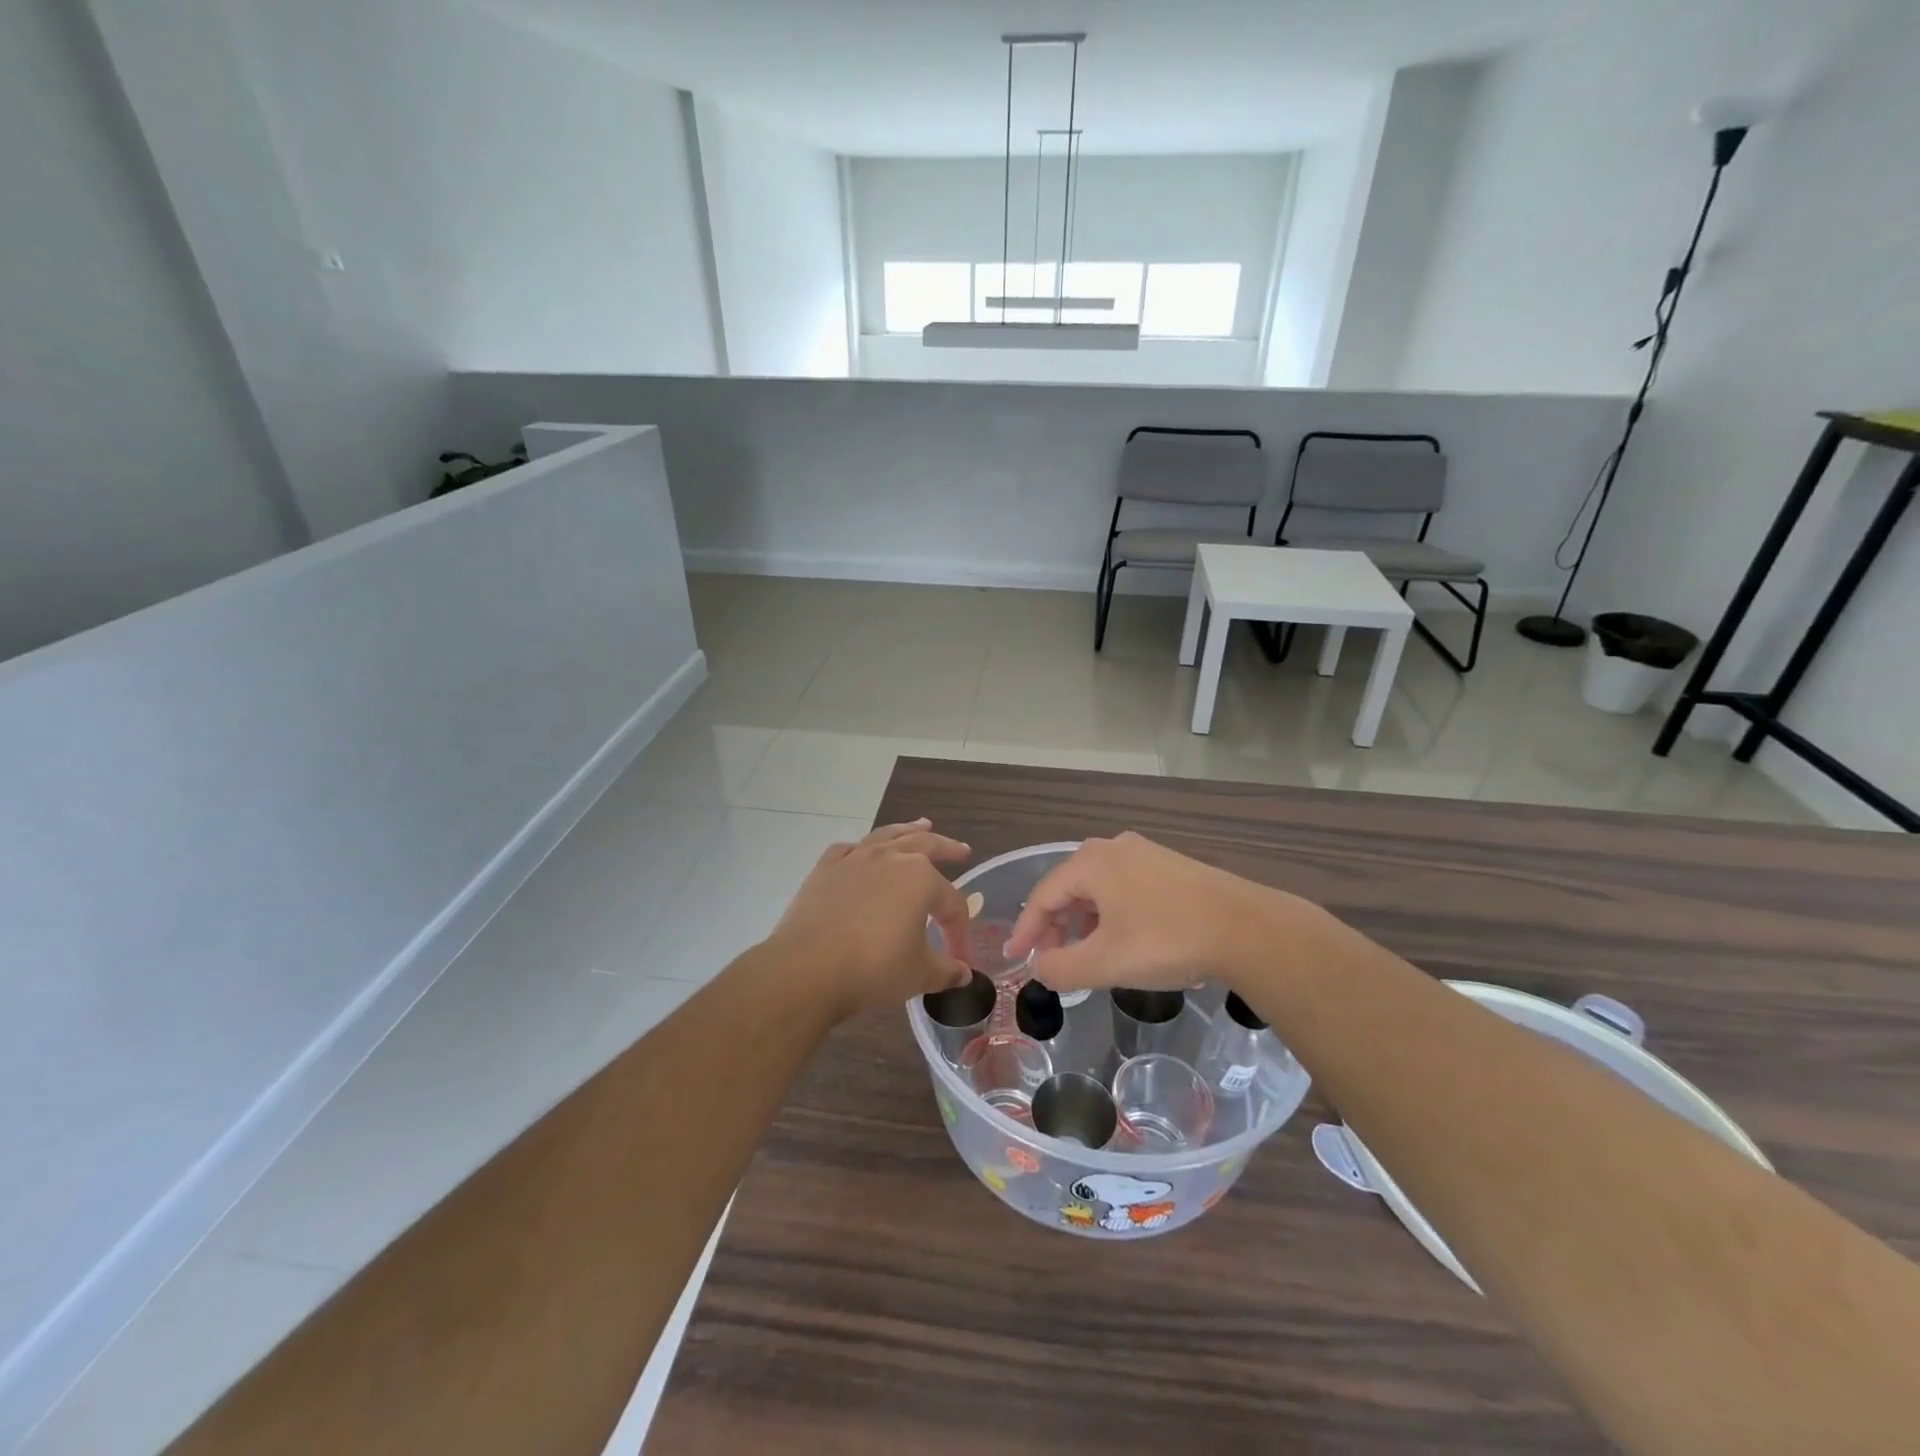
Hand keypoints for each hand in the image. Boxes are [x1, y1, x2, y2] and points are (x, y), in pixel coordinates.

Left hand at [765, 820, 973, 1017]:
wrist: (807, 969)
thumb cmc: (872, 969)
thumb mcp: (918, 975)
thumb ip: (946, 971)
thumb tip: (963, 973)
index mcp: (921, 879)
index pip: (951, 903)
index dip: (959, 930)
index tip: (959, 958)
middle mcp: (890, 858)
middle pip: (926, 846)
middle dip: (947, 848)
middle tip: (961, 850)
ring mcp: (855, 859)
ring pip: (887, 836)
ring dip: (907, 831)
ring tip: (921, 826)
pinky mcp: (825, 869)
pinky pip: (848, 850)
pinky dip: (861, 849)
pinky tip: (862, 852)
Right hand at [1005, 832, 1299, 994]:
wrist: (1247, 929)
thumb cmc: (1167, 941)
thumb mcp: (1106, 963)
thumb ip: (1061, 968)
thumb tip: (1040, 968)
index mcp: (1091, 862)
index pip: (1042, 895)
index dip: (1025, 930)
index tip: (1015, 958)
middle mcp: (1114, 848)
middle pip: (1069, 888)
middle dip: (1055, 926)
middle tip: (1052, 961)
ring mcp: (1146, 854)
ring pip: (1098, 888)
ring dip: (1084, 922)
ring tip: (1087, 955)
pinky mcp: (1171, 867)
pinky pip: (1125, 888)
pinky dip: (1111, 915)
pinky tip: (1124, 941)